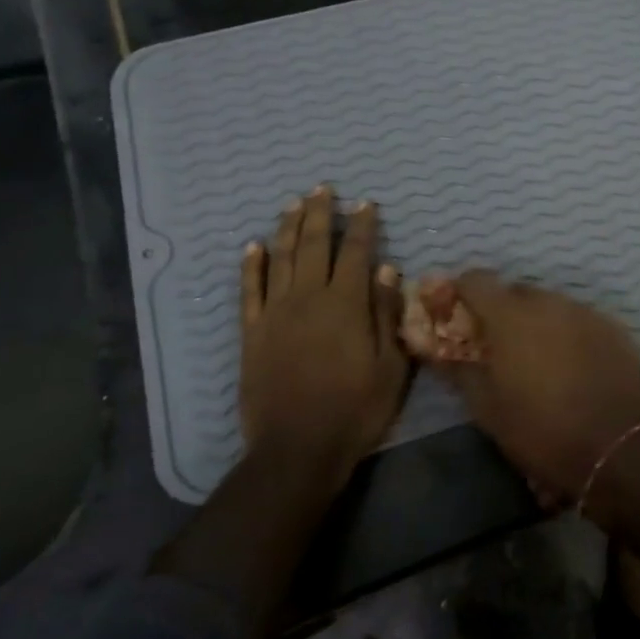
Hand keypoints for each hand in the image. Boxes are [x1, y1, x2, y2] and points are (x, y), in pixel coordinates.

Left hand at [240, 186, 408, 492]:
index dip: (362, 226)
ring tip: (293, 204)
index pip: (356, 253)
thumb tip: (387, 271)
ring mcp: (275, 314)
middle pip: (313, 245)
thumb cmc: (355, 410)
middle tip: (323, 189)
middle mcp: (308, 299)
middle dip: (320, 214)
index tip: (365, 204)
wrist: (297, 449)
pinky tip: (252, 246)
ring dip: (287, 228)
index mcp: (346, 305)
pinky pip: (249, 291)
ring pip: (280, 259)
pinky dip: (250, 266)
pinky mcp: (251, 333)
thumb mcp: (391, 367)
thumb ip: (386, 315)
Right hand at [438, 273, 639, 500]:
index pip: (476, 280)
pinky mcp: (612, 327)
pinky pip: (578, 320)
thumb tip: (436, 351)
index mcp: (510, 316)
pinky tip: (571, 365)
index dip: (462, 293)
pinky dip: (567, 333)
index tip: (457, 315)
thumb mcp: (487, 408)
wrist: (615, 448)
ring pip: (549, 305)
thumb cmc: (540, 430)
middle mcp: (548, 302)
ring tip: (538, 359)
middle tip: (498, 347)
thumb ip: (459, 370)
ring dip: (536, 322)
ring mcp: (584, 311)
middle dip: (501, 312)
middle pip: (514, 292)